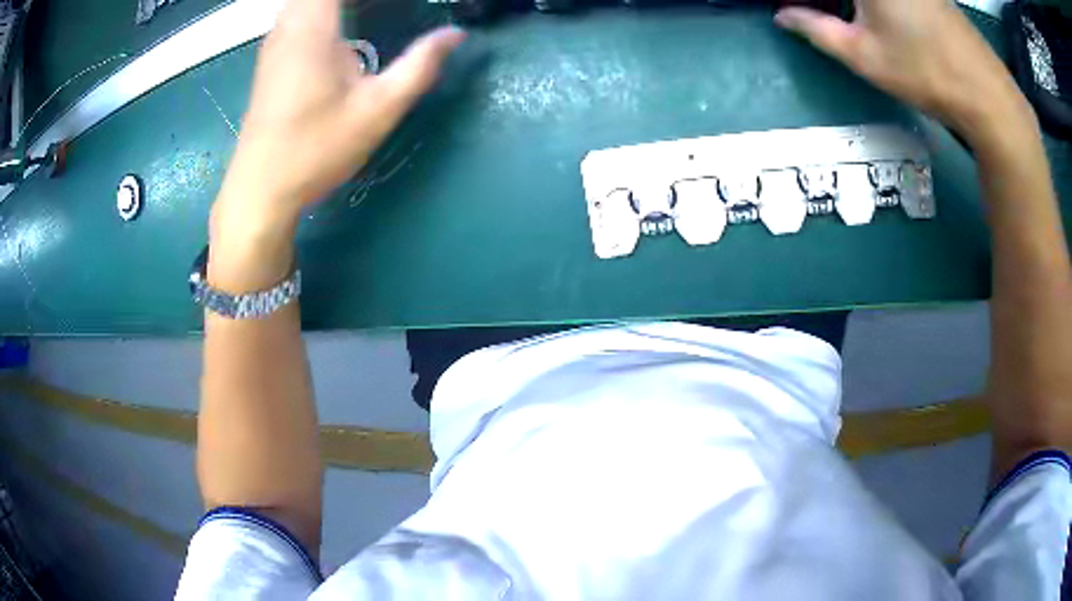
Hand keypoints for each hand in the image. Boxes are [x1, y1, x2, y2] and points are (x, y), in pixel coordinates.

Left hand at [216, 0, 464, 233]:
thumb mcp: (377, 110)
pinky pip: (297, 13)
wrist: (261, 189)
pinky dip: (322, 9)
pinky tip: (344, 24)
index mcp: (313, 28)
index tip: (399, 5)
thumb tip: (455, 34)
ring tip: (369, 13)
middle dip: (355, 0)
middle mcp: (289, 26)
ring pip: (304, 1)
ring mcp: (275, 42)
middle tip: (384, 10)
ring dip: (339, 4)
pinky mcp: (271, 59)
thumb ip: (420, 66)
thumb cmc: (316, 149)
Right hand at [775, 0, 1031, 137]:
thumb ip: (816, 29)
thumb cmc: (923, 71)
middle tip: (814, 13)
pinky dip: (879, 3)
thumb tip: (783, 16)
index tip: (795, 10)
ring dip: (854, 2)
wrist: (987, 93)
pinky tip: (880, 17)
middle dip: (830, 1)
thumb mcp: (863, 54)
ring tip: (846, 15)